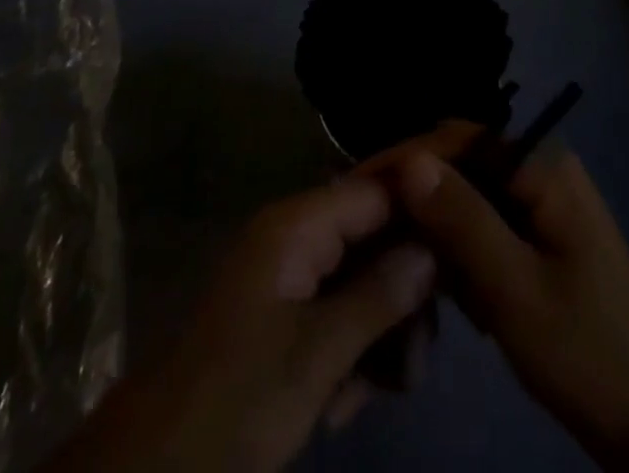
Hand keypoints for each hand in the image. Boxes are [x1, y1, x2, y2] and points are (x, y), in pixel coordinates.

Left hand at [54, 176, 436, 472]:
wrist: (155, 467)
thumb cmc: (236, 398)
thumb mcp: (315, 355)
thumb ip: (378, 296)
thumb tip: (433, 248)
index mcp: (297, 224)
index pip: (377, 184)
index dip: (425, 189)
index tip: (473, 202)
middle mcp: (296, 236)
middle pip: (375, 234)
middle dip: (406, 287)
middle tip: (427, 348)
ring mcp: (289, 275)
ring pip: (362, 279)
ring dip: (383, 330)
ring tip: (392, 386)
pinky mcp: (284, 314)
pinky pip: (339, 312)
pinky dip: (354, 351)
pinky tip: (349, 401)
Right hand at [373, 124, 628, 472]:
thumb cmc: (588, 353)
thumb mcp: (516, 291)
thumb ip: (463, 221)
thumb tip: (410, 162)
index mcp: (545, 167)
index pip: (461, 138)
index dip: (408, 157)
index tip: (359, 188)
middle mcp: (543, 171)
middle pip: (464, 164)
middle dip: (421, 199)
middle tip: (374, 232)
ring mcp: (545, 205)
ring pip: (471, 198)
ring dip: (441, 232)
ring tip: (411, 267)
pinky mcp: (542, 239)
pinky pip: (487, 227)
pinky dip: (464, 254)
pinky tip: (457, 295)